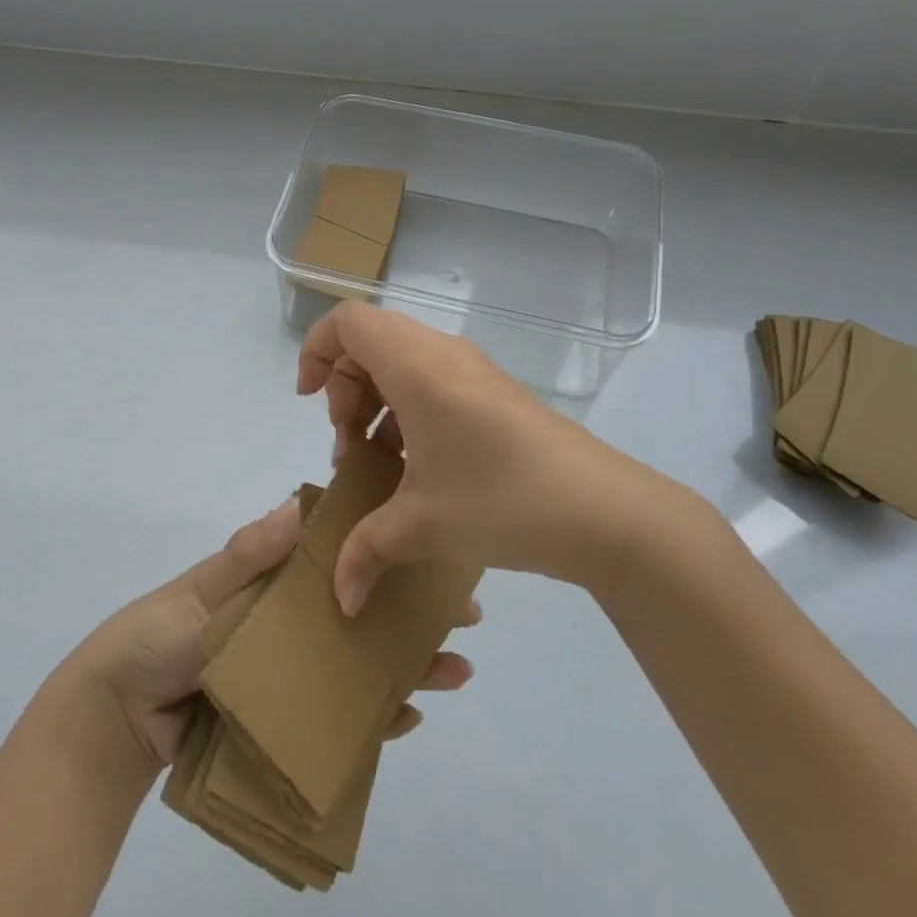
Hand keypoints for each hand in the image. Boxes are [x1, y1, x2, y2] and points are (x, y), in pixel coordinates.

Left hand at [67, 496, 477, 767]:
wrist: (120, 715)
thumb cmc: (159, 634)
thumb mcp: (202, 589)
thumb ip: (249, 554)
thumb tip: (299, 502)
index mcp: (276, 579)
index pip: (342, 557)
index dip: (385, 552)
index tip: (433, 548)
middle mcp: (295, 620)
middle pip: (363, 610)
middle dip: (413, 611)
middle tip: (465, 618)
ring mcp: (296, 670)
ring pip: (361, 662)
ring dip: (407, 665)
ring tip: (455, 672)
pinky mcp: (290, 717)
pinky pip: (341, 716)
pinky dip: (374, 717)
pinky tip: (407, 718)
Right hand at [298, 302, 692, 610]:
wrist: (605, 512)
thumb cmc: (504, 500)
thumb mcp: (424, 526)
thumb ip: (366, 551)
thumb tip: (339, 596)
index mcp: (417, 366)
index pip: (348, 320)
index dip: (316, 351)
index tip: (311, 402)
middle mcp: (442, 354)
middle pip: (370, 341)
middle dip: (344, 388)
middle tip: (348, 444)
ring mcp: (472, 370)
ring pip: (400, 361)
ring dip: (375, 401)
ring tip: (378, 460)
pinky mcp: (492, 392)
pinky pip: (431, 379)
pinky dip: (407, 410)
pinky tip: (416, 466)